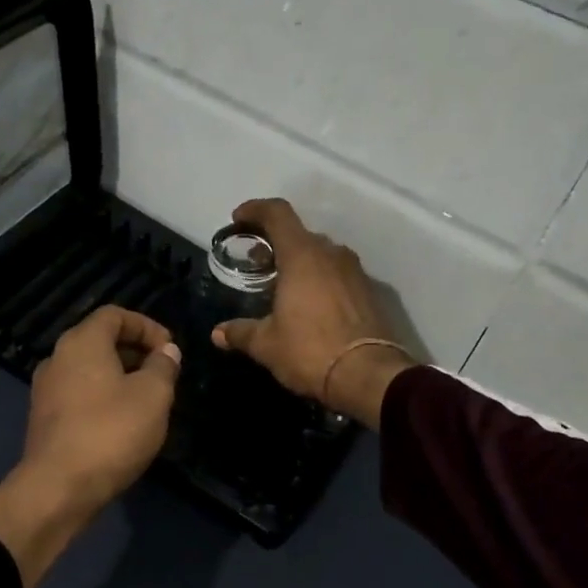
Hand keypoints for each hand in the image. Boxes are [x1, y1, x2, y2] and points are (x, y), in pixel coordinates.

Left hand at [0, 306, 181, 587]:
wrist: (58, 488)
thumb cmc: (111, 432)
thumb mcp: (153, 395)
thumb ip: (163, 366)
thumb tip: (167, 351)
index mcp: (82, 342)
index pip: (115, 314)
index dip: (146, 325)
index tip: (170, 348)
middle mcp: (58, 358)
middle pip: (100, 340)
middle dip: (136, 351)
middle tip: (164, 373)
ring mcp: (46, 390)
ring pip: (90, 369)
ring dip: (121, 376)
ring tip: (148, 399)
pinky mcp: (45, 419)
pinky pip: (79, 394)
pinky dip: (103, 397)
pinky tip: (123, 423)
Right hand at [211, 198, 415, 428]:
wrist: (370, 376)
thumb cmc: (310, 351)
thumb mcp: (266, 344)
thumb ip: (241, 332)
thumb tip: (218, 333)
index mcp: (302, 255)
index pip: (277, 214)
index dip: (255, 210)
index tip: (239, 219)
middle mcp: (331, 254)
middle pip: (299, 234)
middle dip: (275, 243)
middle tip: (256, 262)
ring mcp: (355, 272)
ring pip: (321, 254)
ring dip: (299, 261)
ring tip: (281, 284)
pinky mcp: (369, 292)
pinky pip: (337, 274)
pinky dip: (319, 279)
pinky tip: (309, 304)